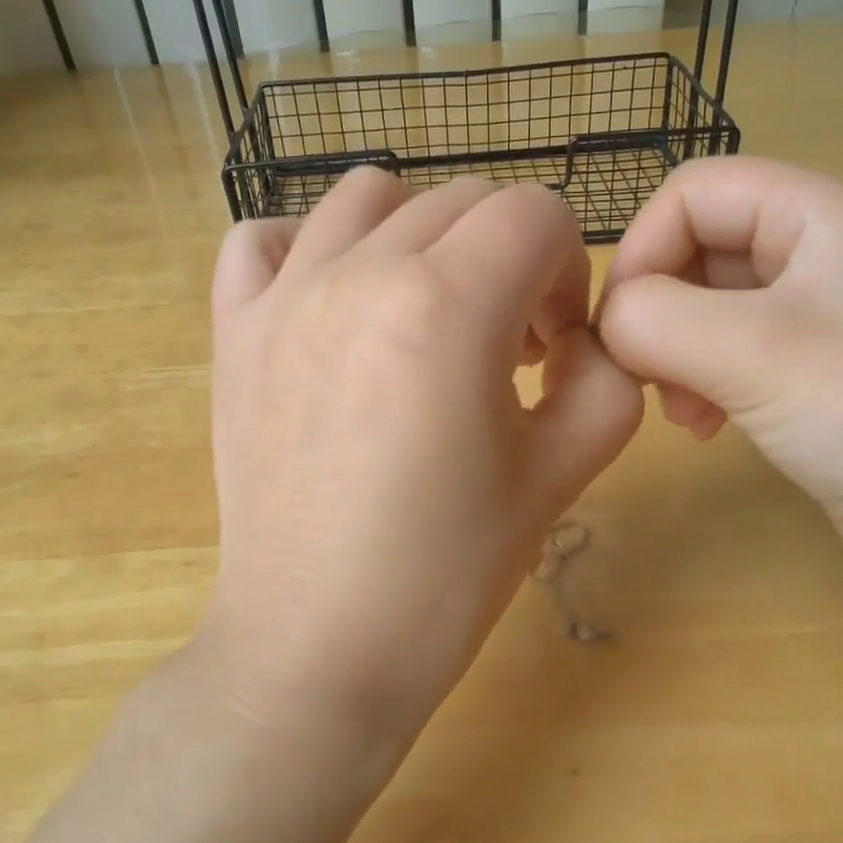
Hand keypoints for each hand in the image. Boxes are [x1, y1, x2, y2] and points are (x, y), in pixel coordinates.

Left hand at [200, 169, 642, 754]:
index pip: (537, 213)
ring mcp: (281, 294)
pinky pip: (264, 238)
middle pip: (463, 200)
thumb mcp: (566, 469)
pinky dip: (308, 246)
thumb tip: (583, 331)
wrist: (320, 646)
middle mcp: (357, 272)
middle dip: (509, 258)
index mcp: (445, 305)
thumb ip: (609, 372)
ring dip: (422, 236)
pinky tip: (333, 302)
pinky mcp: (232, 330)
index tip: (556, 345)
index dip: (568, 270)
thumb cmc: (448, 569)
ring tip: (427, 314)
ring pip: (369, 195)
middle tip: (508, 347)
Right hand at [597, 157, 842, 621]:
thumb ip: (656, 318)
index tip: (621, 326)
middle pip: (699, 246)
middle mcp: (824, 253)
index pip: (695, 190)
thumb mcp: (754, 352)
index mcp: (823, 215)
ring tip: (681, 410)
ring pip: (710, 305)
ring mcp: (824, 318)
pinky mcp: (819, 375)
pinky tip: (706, 427)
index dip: (643, 246)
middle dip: (658, 309)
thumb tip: (611, 324)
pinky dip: (703, 382)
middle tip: (647, 376)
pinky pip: (734, 353)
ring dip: (675, 352)